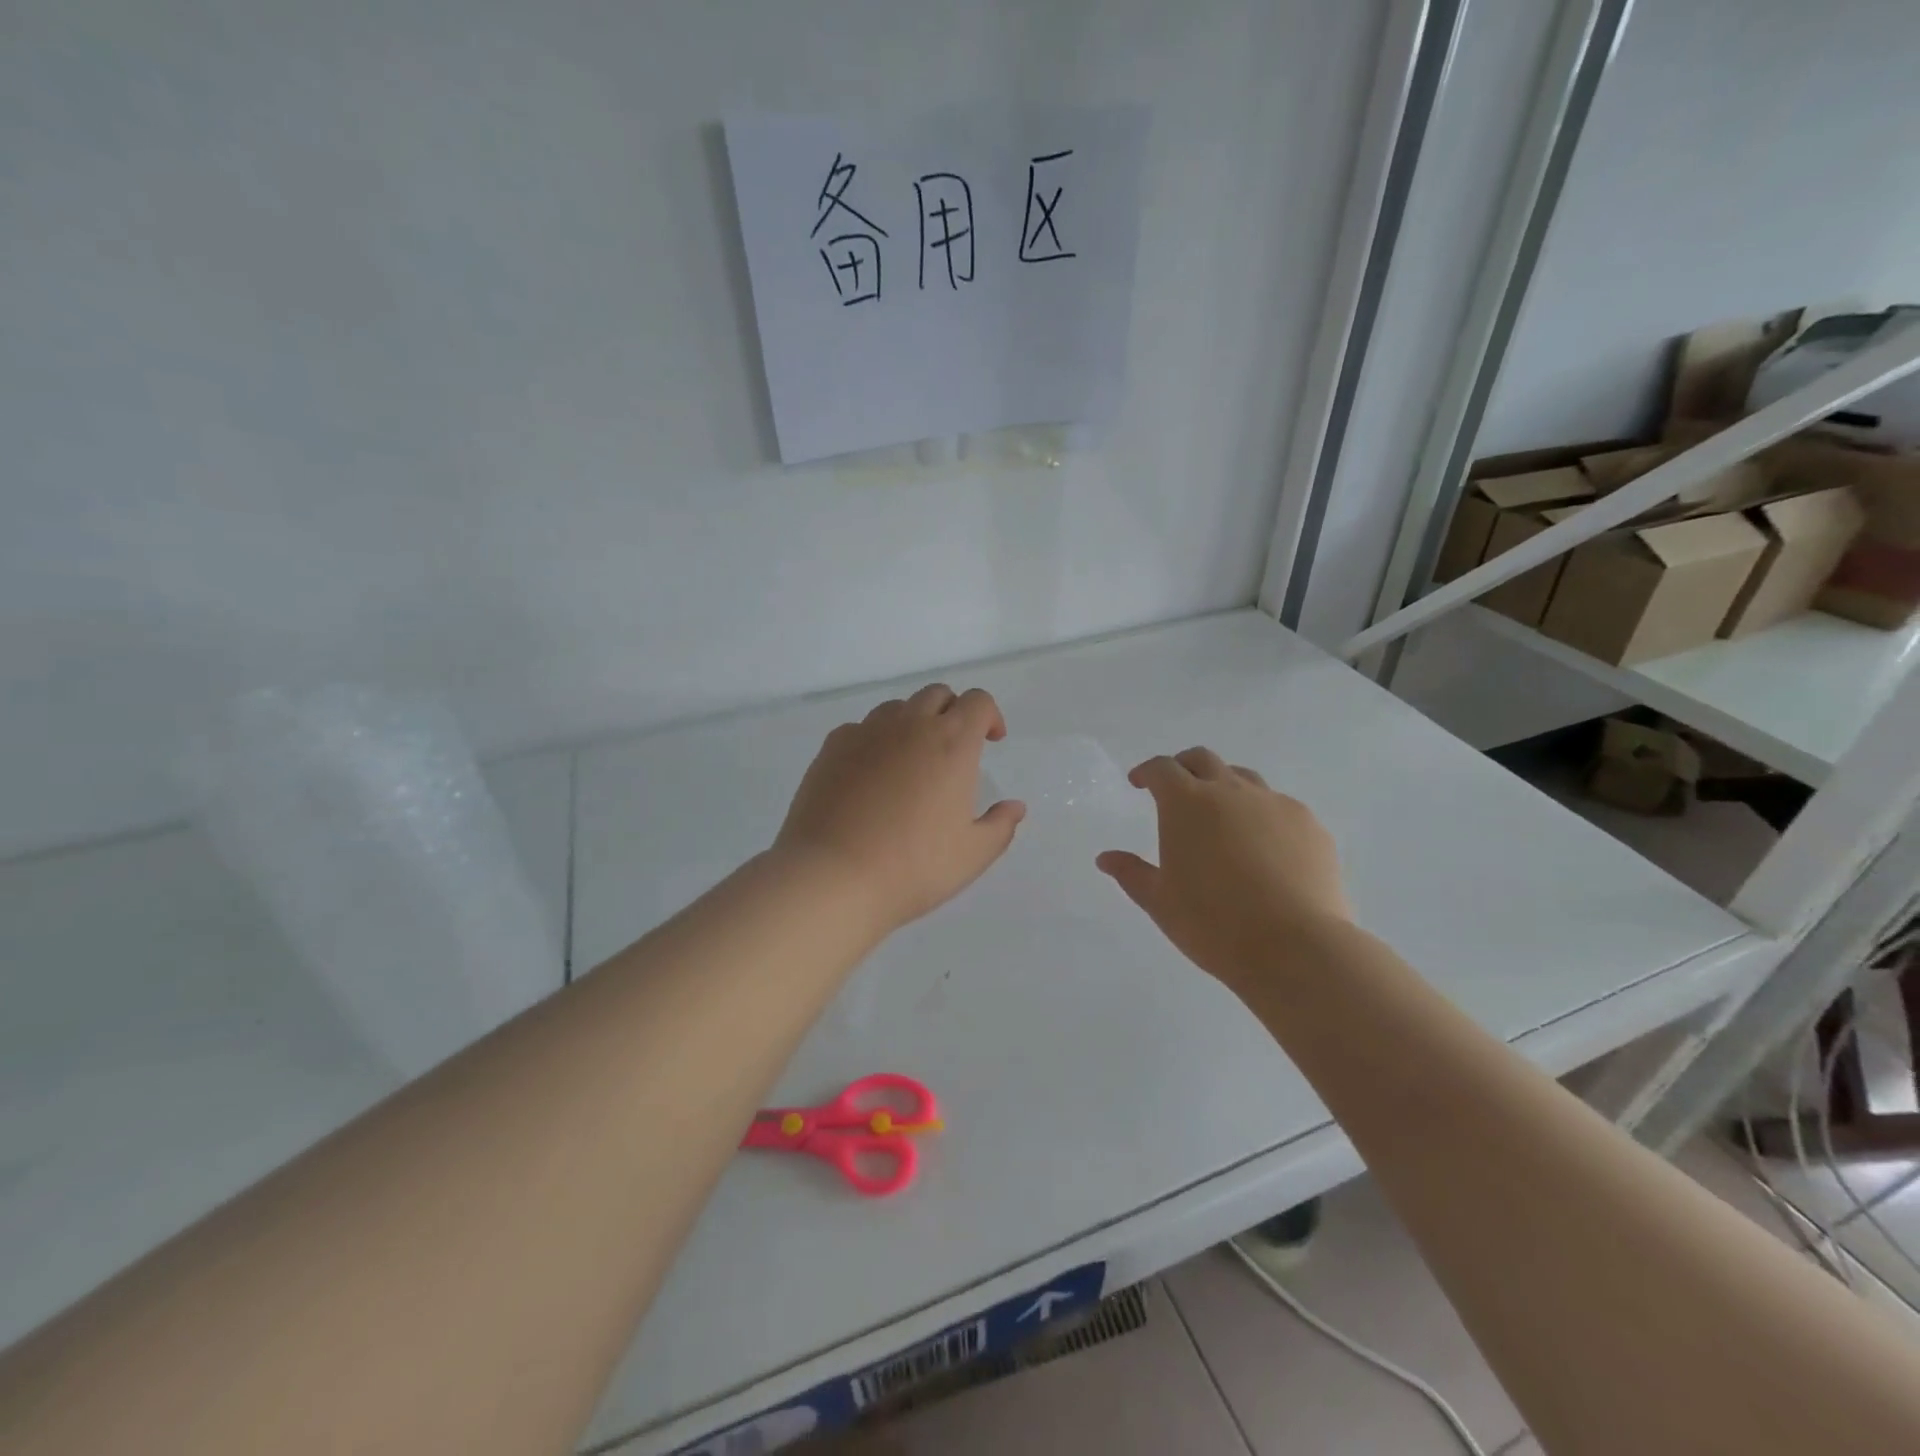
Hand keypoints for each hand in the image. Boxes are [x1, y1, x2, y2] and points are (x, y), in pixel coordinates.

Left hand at [774, 685, 1025, 934]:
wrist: (833, 876)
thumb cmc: (914, 866)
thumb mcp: (972, 855)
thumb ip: (1000, 826)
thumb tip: (1015, 807)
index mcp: (952, 742)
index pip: (978, 702)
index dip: (990, 716)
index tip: (990, 741)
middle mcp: (910, 725)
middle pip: (937, 694)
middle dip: (952, 712)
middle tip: (953, 749)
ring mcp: (866, 732)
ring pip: (897, 708)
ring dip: (912, 723)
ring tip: (911, 761)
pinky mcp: (832, 747)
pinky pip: (860, 729)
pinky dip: (874, 740)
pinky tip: (870, 775)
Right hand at [1096, 747, 1350, 996]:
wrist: (1296, 947)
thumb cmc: (1212, 923)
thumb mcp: (1159, 901)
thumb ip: (1131, 873)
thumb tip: (1106, 858)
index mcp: (1187, 803)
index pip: (1162, 768)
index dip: (1147, 772)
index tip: (1139, 783)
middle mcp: (1231, 791)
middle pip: (1204, 760)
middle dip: (1184, 768)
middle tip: (1176, 789)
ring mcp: (1276, 805)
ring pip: (1245, 779)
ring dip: (1226, 787)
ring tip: (1221, 817)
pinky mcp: (1310, 826)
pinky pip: (1280, 808)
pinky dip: (1262, 816)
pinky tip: (1264, 848)